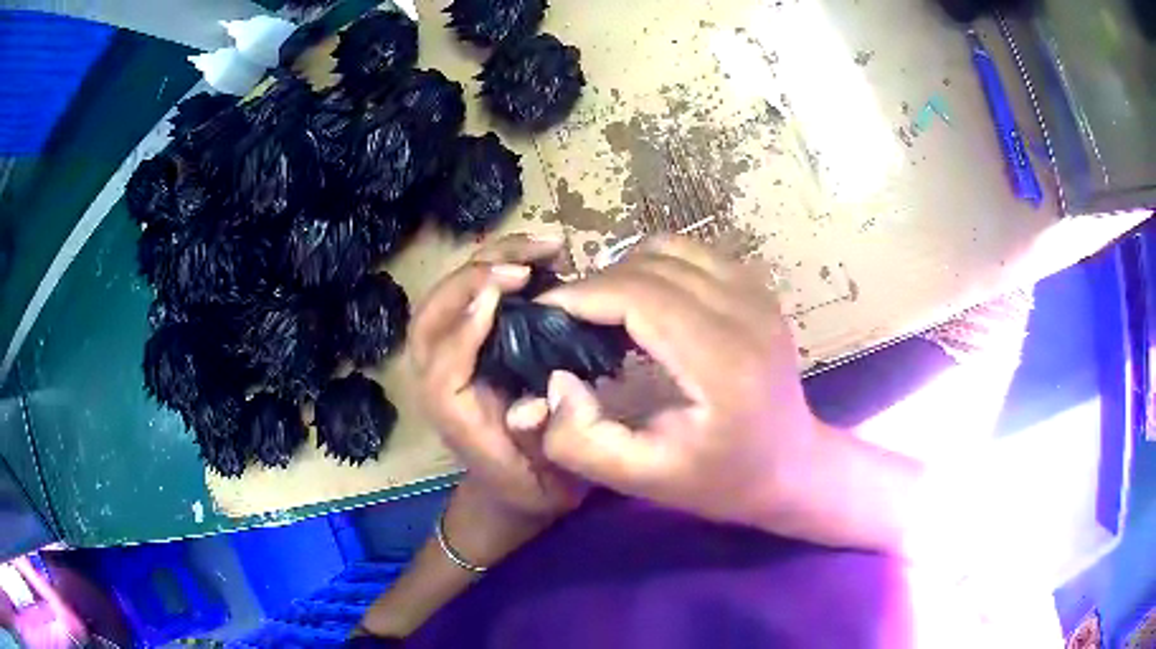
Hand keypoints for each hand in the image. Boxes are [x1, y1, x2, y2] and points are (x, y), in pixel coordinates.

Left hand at [409, 233, 586, 519]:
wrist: (514, 490)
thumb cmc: (534, 487)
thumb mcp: (547, 483)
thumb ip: (538, 445)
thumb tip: (533, 403)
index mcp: (454, 417)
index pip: (442, 365)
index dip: (466, 325)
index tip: (506, 289)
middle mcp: (439, 382)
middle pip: (431, 319)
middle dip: (472, 279)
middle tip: (529, 263)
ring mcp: (448, 358)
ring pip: (444, 299)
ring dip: (486, 263)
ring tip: (544, 248)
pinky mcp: (464, 345)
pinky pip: (466, 297)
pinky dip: (495, 269)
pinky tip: (536, 259)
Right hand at [536, 236, 827, 533]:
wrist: (793, 465)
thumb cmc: (721, 480)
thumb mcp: (644, 479)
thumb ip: (582, 442)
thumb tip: (557, 379)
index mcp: (723, 363)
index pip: (640, 296)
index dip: (583, 295)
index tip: (545, 313)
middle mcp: (747, 314)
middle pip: (652, 266)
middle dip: (597, 284)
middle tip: (568, 319)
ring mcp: (759, 295)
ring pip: (672, 249)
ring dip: (626, 271)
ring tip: (605, 310)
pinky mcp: (761, 290)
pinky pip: (696, 255)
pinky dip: (659, 267)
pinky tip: (648, 304)